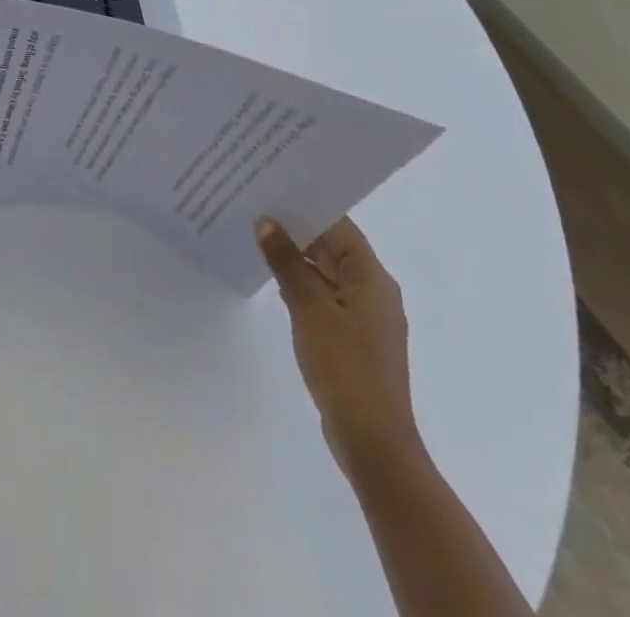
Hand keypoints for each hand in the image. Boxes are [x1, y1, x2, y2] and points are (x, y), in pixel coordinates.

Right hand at [257, 216, 421, 478]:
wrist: (372, 440)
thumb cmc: (344, 365)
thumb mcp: (308, 306)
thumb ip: (287, 261)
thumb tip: (267, 222)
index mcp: (372, 277)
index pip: (339, 226)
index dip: (307, 206)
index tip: (272, 189)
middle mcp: (374, 291)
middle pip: (333, 248)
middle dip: (296, 230)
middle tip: (255, 208)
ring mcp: (365, 318)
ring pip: (327, 273)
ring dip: (297, 258)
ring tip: (256, 238)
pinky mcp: (354, 340)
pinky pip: (326, 297)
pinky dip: (302, 285)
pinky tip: (274, 282)